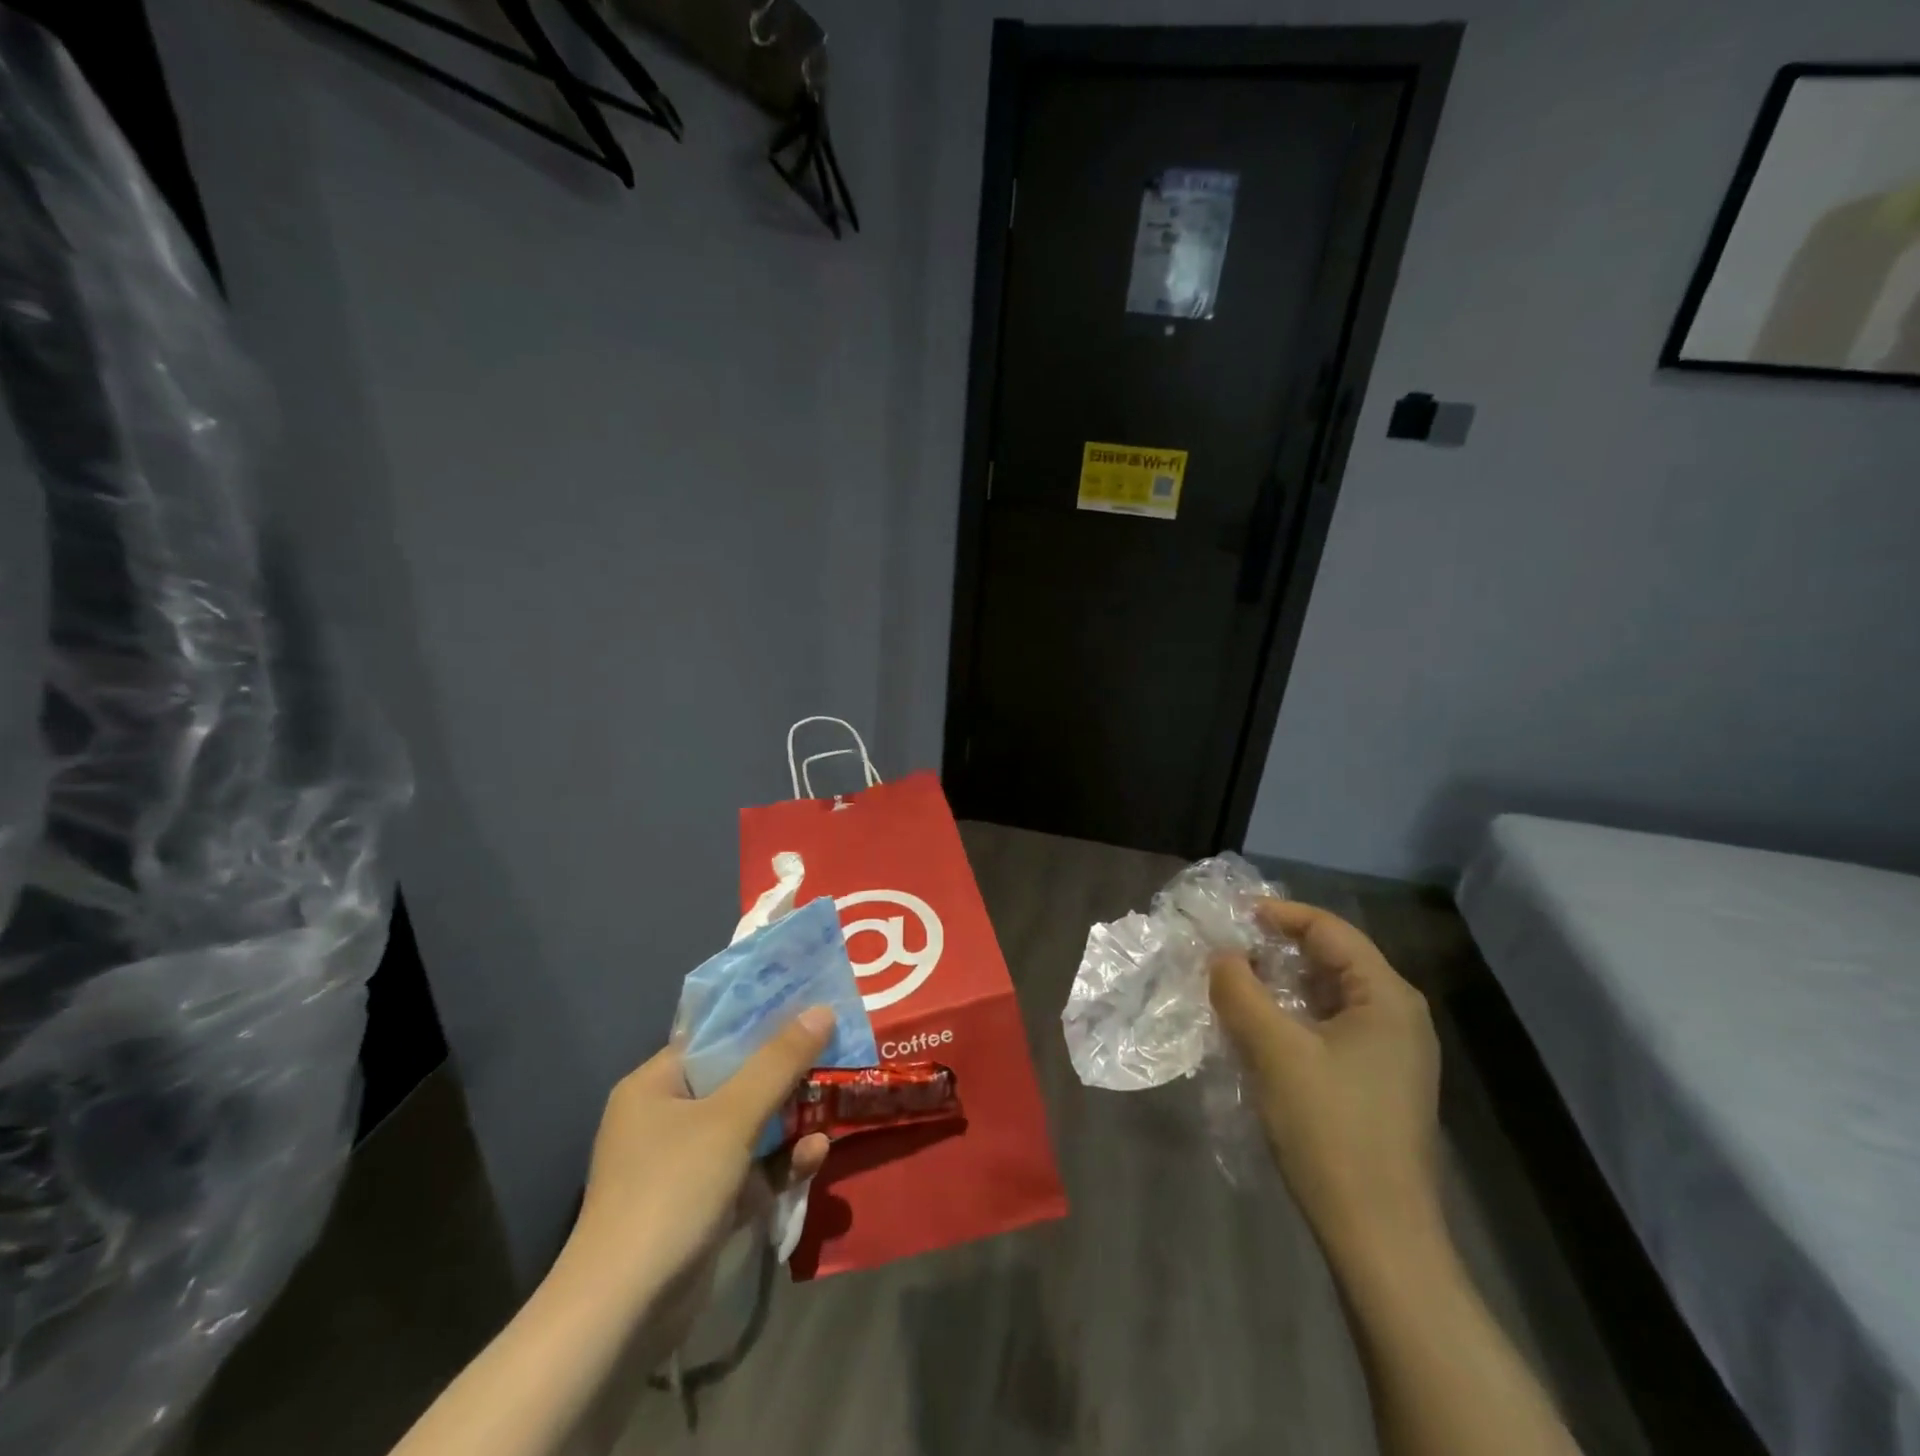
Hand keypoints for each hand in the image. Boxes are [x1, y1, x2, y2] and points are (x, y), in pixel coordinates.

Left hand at [557, 1007, 833, 1349]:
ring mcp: (683, 1166)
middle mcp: (665, 1119)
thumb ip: (779, 1063)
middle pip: (737, 1081)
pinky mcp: (701, 1206)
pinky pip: (748, 1170)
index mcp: (656, 1085)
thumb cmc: (672, 1190)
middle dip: (786, 1075)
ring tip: (832, 1108)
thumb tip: (822, 1010)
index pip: (714, 1038)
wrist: (623, 1314)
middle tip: (834, 1055)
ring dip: (790, 1122)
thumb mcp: (731, 1118)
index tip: (809, 1010)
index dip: (762, 1022)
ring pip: (748, 1128)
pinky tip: (816, 1157)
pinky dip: (779, 1163)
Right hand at [1209, 901, 1441, 1257]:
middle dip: (1274, 948)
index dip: (1276, 913)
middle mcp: (1398, 1015)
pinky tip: (1256, 1028)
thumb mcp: (1274, 1049)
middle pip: (1330, 958)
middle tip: (1222, 947)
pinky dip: (1291, 1016)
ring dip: (1279, 984)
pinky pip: (1329, 1027)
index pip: (1327, 929)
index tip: (1228, 914)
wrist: (1378, 1236)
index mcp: (1387, 997)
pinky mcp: (1377, 1082)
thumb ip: (1240, 989)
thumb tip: (1220, 955)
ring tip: (1231, 983)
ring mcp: (1391, 1052)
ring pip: (1326, 995)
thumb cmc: (1330, 1129)